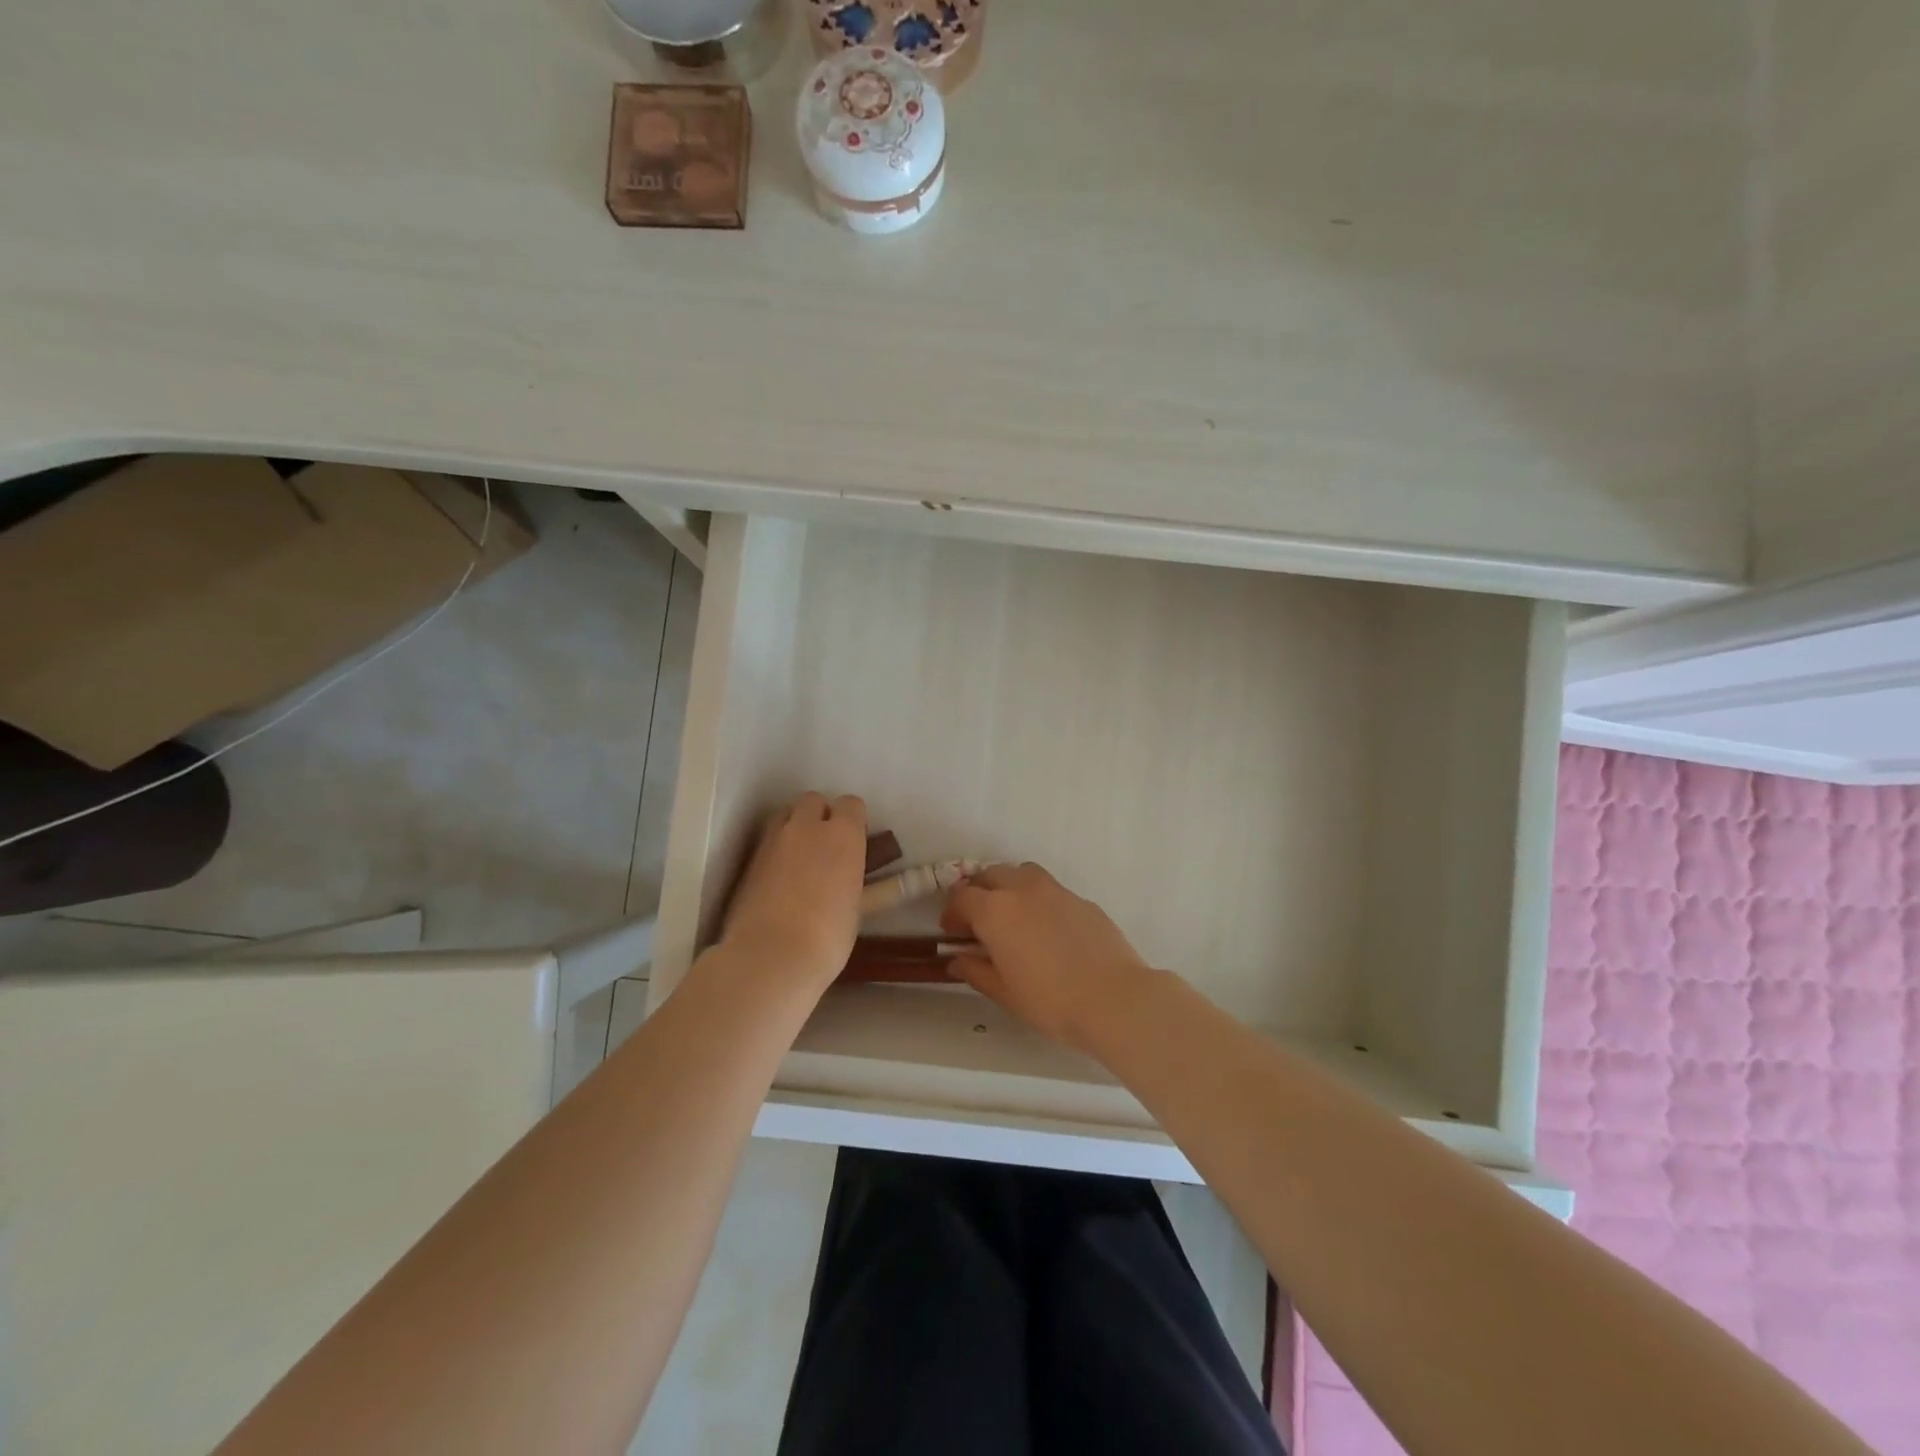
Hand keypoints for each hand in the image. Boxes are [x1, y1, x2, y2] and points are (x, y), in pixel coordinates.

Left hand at [720, 792, 868, 991]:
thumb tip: (904, 880)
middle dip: (821, 815)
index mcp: (842, 834)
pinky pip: (766, 841)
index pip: (851, 804)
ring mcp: (772, 841)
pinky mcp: (748, 860)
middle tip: (827, 847)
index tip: (856, 841)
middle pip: (813, 801)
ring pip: (785, 815)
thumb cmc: (828, 935)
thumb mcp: (859, 910)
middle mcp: (806, 827)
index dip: (854, 820)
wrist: (770, 957)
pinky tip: (779, 879)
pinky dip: (775, 850)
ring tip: (801, 858)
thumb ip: (876, 887)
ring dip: (795, 826)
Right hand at [941, 862, 1154, 1054]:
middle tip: (978, 921)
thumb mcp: (1004, 992)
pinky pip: (1050, 889)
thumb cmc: (1050, 1001)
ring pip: (1022, 873)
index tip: (953, 932)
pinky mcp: (1081, 899)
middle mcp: (1022, 890)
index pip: (962, 897)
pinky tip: (1047, 929)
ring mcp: (1055, 891)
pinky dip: (1038, 899)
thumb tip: (958, 960)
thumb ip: (976, 970)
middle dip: (978, 892)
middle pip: (990, 875)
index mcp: (996, 911)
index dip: (952, 912)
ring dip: (1009, 886)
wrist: (1113, 999)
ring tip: (1012, 915)